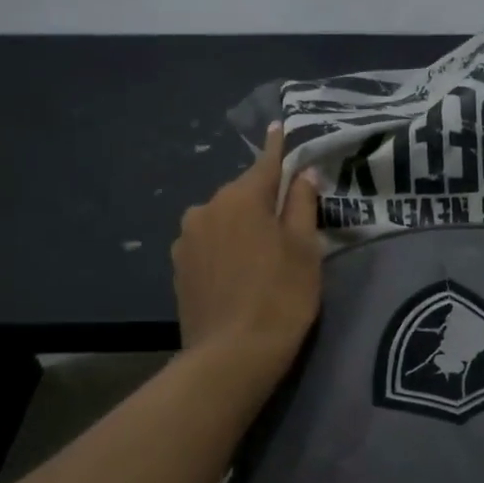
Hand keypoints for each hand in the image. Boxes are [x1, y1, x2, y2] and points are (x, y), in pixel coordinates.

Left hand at [173, 125, 321, 379]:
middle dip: (264, 199)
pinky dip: (225, 248)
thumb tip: (303, 173)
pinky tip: (239, 272)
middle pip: (243, 194)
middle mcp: (207, 208)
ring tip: (263, 254)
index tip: (280, 126)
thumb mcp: (305, 249)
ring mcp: (187, 238)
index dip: (278, 147)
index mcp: (241, 198)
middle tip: (289, 221)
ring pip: (223, 220)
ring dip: (242, 226)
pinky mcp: (178, 267)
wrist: (231, 356)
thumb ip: (303, 205)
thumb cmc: (281, 297)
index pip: (266, 163)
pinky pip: (209, 244)